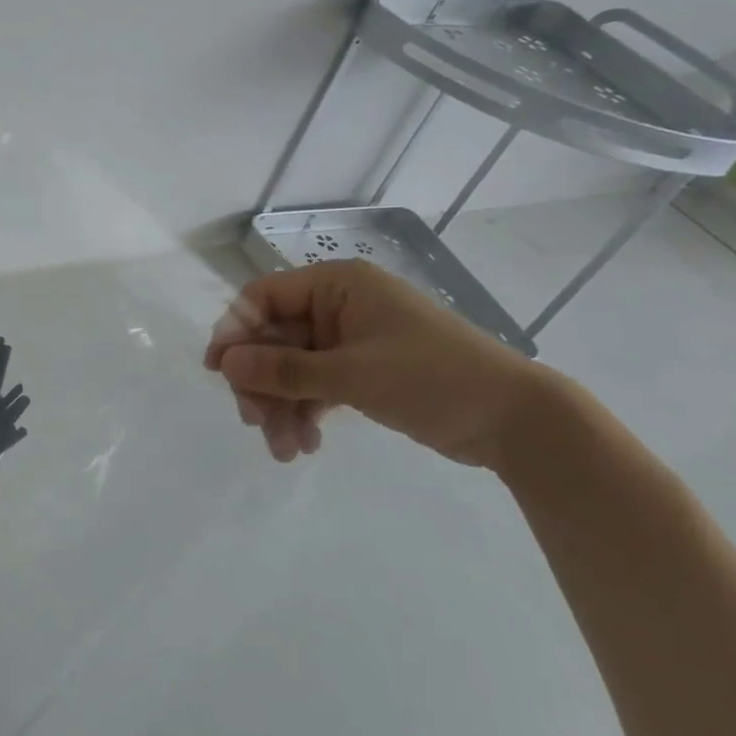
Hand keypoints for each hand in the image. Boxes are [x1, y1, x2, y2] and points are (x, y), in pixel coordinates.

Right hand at [203, 260, 554, 470]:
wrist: (516, 421)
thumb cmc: (432, 378)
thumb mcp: (352, 374)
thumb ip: (284, 369)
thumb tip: (225, 364)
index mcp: (337, 285)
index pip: (265, 297)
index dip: (236, 331)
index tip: (218, 372)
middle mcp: (339, 305)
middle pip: (276, 338)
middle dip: (264, 383)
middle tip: (255, 423)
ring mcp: (350, 339)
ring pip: (294, 367)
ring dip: (283, 406)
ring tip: (285, 450)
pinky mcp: (362, 370)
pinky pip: (317, 385)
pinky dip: (307, 412)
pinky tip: (306, 444)